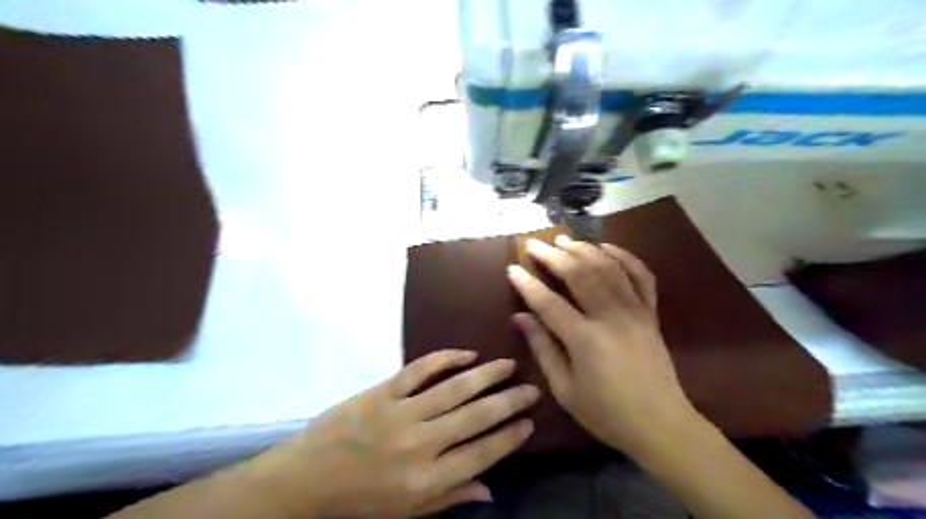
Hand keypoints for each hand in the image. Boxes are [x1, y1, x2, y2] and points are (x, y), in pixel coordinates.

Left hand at [250, 351, 539, 518]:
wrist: (307, 478)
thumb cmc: (360, 500)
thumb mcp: (407, 512)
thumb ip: (450, 497)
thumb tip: (491, 489)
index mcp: (426, 480)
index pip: (481, 455)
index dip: (509, 437)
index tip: (529, 422)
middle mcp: (420, 444)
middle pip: (475, 418)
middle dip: (508, 402)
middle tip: (531, 388)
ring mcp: (400, 413)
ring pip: (453, 389)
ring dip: (485, 375)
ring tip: (508, 365)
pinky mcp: (383, 392)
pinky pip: (419, 370)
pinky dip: (445, 359)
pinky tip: (466, 354)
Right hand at [505, 235, 693, 453]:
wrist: (661, 424)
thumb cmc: (606, 413)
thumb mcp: (564, 389)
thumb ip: (542, 348)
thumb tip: (520, 317)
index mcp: (585, 339)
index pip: (549, 303)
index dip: (528, 284)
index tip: (512, 268)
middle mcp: (611, 317)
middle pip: (579, 274)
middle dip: (554, 256)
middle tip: (535, 244)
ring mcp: (635, 311)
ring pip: (608, 268)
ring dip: (584, 249)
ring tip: (564, 240)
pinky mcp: (651, 313)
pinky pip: (641, 276)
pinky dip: (625, 256)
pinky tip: (607, 247)